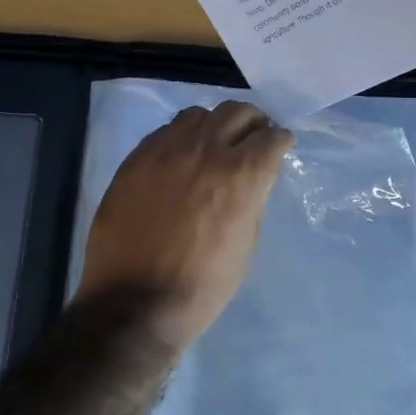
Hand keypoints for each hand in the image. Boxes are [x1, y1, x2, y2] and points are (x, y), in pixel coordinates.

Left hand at [73, 101, 293, 348]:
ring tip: (213, 144)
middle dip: (252, 122)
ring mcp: (165, 151)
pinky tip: (181, 156)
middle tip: (252, 137)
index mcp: (240, 176)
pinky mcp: (135, 159)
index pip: (271, 137)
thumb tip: (251, 179)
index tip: (280, 146)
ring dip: (214, 125)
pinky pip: (164, 131)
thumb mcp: (245, 244)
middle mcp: (205, 151)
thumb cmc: (201, 285)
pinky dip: (181, 136)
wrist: (135, 303)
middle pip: (237, 112)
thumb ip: (251, 199)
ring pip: (198, 115)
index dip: (280, 141)